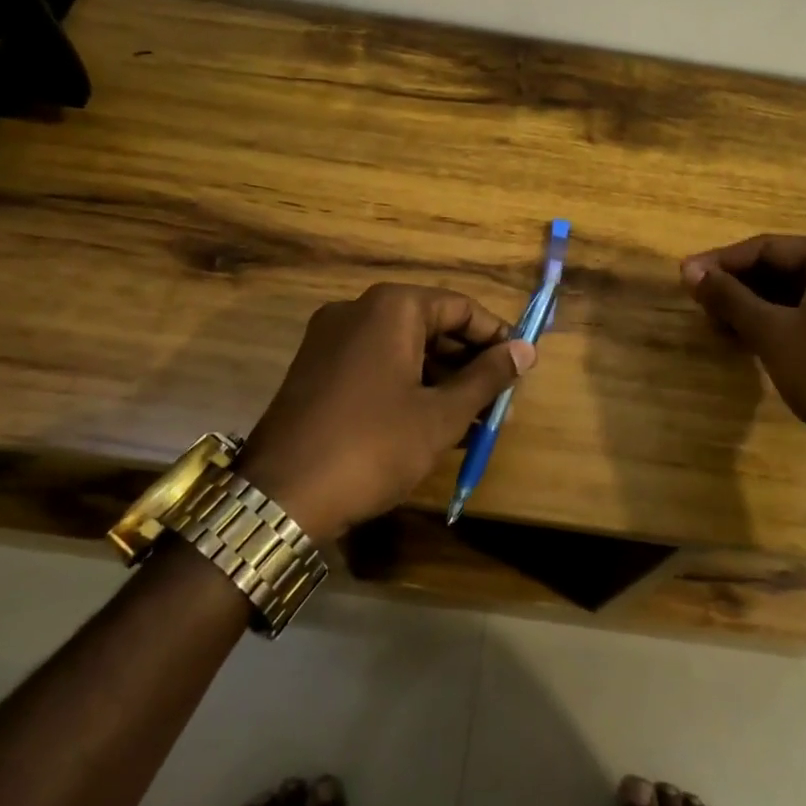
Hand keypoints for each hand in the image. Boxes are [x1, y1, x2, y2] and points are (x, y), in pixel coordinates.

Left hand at [243, 284, 536, 540]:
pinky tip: (429, 425)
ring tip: (470, 422)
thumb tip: (526, 349)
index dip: (495, 337)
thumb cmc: (373, 447)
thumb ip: (486, 377)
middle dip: (467, 364)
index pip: (460, 307)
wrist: (280, 498)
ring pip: (403, 348)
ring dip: (440, 380)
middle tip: (496, 402)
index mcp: (391, 308)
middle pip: (430, 325)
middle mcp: (357, 310)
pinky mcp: (315, 369)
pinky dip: (407, 386)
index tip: (520, 369)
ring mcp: (330, 339)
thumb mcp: (441, 415)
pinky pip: (375, 365)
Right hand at [680, 236, 805, 483]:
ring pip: (802, 296)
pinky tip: (753, 342)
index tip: (685, 277)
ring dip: (759, 308)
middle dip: (740, 287)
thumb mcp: (770, 331)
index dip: (722, 263)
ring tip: (719, 325)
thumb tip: (689, 270)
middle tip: (700, 304)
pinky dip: (785, 325)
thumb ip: (729, 297)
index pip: (769, 248)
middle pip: (787, 269)